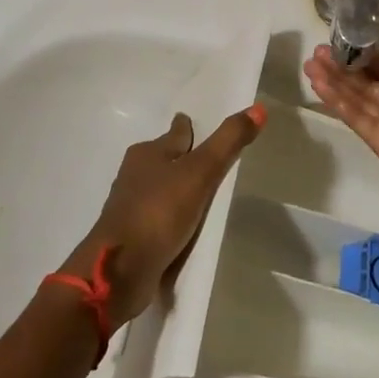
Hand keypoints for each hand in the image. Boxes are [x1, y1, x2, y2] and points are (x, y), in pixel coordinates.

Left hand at [58, 105, 264, 321]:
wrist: (119, 270)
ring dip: (176, 189)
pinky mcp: (133, 236)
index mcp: (147, 153)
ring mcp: (131, 207)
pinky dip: (171, 216)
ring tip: (201, 191)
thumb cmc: (159, 211)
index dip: (188, 128)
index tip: (196, 124)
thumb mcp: (200, 171)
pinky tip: (185, 224)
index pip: (175, 133)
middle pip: (164, 159)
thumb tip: (259, 108)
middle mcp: (135, 175)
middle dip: (181, 158)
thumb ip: (228, 141)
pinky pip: (159, 217)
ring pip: (159, 189)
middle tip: (208, 159)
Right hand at [304, 45, 378, 215]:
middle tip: (320, 51)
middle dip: (346, 67)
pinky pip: (355, 116)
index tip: (348, 42)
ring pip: (358, 98)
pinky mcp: (378, 142)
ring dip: (334, 80)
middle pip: (370, 83)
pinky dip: (336, 100)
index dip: (370, 58)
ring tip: (310, 63)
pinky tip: (318, 83)